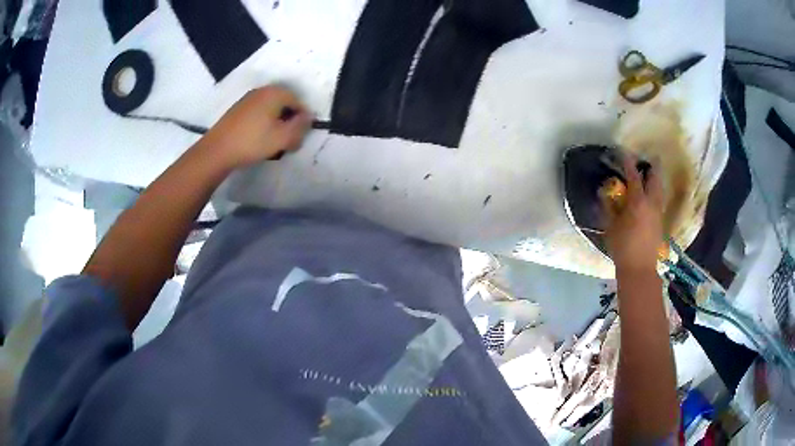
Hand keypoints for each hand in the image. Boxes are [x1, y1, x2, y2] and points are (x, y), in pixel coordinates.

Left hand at [203, 85, 311, 168]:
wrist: (217, 150)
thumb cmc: (253, 142)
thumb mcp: (283, 138)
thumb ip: (300, 127)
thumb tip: (309, 117)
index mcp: (275, 93)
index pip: (298, 102)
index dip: (302, 120)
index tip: (298, 137)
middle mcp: (262, 91)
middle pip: (284, 103)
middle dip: (289, 120)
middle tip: (288, 140)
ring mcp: (248, 99)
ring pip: (270, 108)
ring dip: (276, 122)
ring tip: (273, 141)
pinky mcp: (237, 109)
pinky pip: (258, 112)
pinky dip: (263, 123)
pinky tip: (258, 138)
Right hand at [602, 155, 663, 272]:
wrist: (639, 269)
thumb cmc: (622, 247)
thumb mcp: (611, 227)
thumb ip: (608, 207)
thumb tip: (603, 192)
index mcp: (638, 201)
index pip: (633, 175)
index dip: (628, 162)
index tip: (623, 152)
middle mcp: (652, 203)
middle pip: (655, 178)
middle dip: (651, 166)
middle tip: (645, 160)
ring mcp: (659, 212)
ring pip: (660, 189)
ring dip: (655, 180)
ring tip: (648, 177)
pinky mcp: (661, 222)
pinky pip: (660, 200)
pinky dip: (655, 193)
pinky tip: (650, 197)